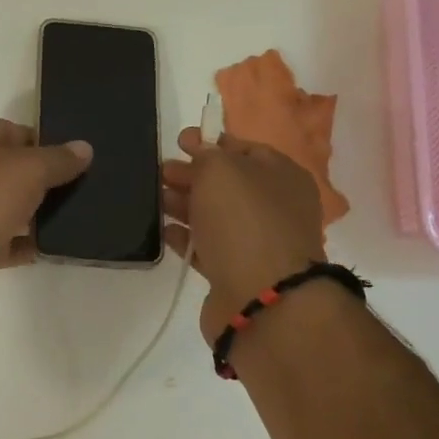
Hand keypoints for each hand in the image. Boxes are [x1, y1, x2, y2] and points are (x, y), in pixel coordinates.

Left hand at [0, 119, 92, 268]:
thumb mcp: (30, 168)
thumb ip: (59, 159)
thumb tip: (85, 148)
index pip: (12, 132)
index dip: (43, 145)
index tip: (69, 162)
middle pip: (6, 170)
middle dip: (36, 181)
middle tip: (70, 192)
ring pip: (0, 206)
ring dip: (27, 214)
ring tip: (63, 221)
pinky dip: (17, 243)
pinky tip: (44, 248)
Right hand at [162, 126, 328, 337]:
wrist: (260, 296)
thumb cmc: (244, 221)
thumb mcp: (221, 171)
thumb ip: (206, 155)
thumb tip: (198, 149)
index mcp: (282, 175)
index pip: (244, 149)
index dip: (210, 142)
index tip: (178, 142)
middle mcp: (275, 207)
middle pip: (227, 184)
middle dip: (192, 175)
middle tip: (160, 172)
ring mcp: (257, 242)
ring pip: (215, 215)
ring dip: (184, 204)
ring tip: (155, 199)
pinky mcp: (236, 273)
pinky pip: (207, 248)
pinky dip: (186, 238)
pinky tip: (164, 231)